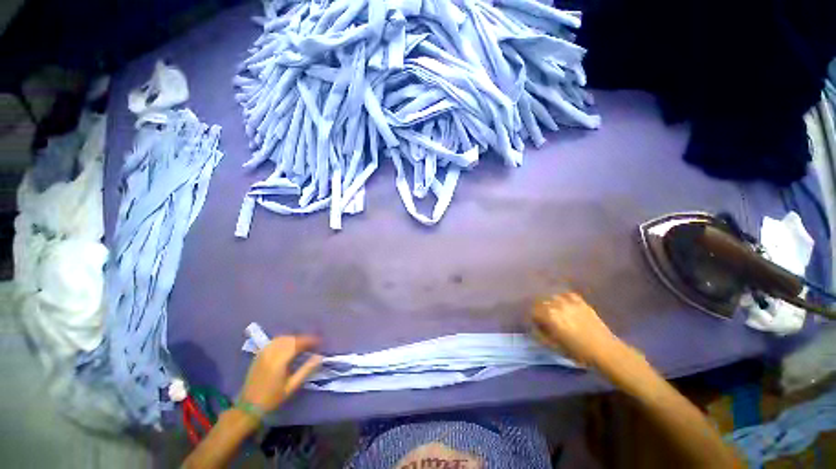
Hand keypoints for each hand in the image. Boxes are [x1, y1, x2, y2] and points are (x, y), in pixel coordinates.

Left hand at [240, 336, 321, 412]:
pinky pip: (274, 341)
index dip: (310, 340)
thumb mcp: (291, 387)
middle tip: (312, 344)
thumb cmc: (272, 398)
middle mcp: (270, 353)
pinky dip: (284, 340)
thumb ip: (306, 370)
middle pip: (290, 339)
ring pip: (282, 338)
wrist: (248, 407)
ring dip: (294, 338)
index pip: (297, 343)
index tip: (319, 342)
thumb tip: (320, 357)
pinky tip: (288, 346)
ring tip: (302, 345)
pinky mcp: (259, 355)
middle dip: (303, 339)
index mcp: (279, 361)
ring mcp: (263, 353)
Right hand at [530, 292, 619, 366]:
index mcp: (548, 316)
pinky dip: (562, 298)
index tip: (535, 325)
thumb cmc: (578, 351)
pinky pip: (566, 294)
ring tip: (552, 310)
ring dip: (549, 302)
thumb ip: (541, 334)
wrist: (605, 350)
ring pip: (552, 296)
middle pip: (540, 301)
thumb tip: (534, 328)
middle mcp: (556, 305)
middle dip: (539, 309)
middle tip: (542, 318)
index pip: (533, 311)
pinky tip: (563, 304)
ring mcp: (569, 302)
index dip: (533, 318)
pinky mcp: (580, 302)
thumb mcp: (555, 346)